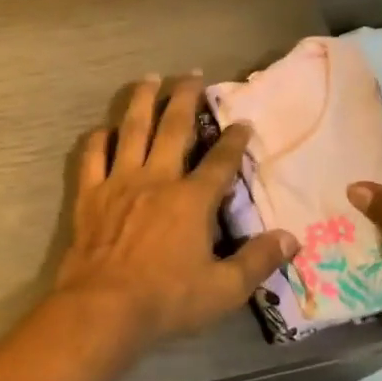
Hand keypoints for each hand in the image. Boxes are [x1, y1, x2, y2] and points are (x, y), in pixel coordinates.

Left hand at [53, 74, 296, 352]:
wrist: (103, 306)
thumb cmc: (166, 299)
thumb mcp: (223, 289)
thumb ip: (257, 260)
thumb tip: (291, 238)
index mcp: (191, 200)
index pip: (219, 161)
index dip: (233, 139)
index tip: (242, 121)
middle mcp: (156, 179)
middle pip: (173, 129)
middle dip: (185, 98)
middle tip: (192, 74)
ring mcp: (119, 182)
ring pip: (132, 130)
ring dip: (141, 102)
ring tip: (149, 78)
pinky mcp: (90, 194)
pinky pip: (93, 156)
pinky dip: (99, 138)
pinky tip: (104, 128)